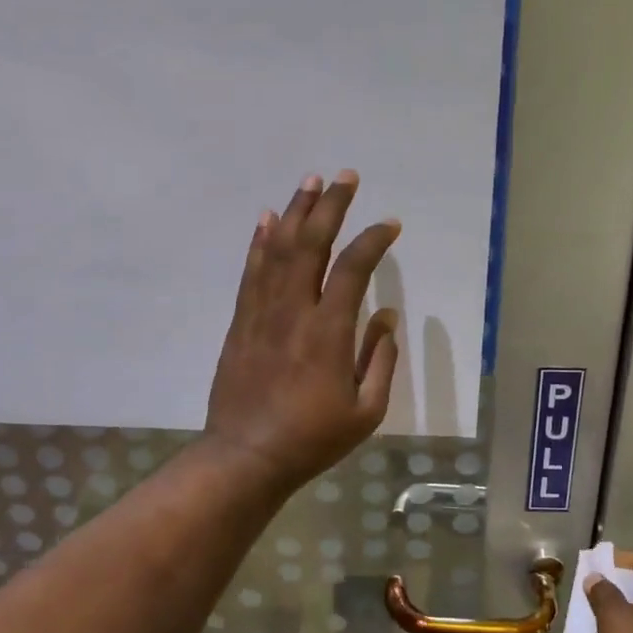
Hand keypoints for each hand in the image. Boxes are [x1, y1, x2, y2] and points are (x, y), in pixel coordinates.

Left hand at [204, 170, 400, 493]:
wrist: (245, 457)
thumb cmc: (312, 438)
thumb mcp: (366, 411)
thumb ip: (380, 359)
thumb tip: (385, 316)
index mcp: (329, 331)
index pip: (355, 268)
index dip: (374, 240)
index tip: (390, 225)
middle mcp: (294, 310)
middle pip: (312, 243)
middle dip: (331, 205)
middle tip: (346, 176)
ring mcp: (262, 313)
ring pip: (278, 249)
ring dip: (296, 211)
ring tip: (310, 181)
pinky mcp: (241, 322)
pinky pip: (251, 271)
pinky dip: (260, 241)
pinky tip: (267, 218)